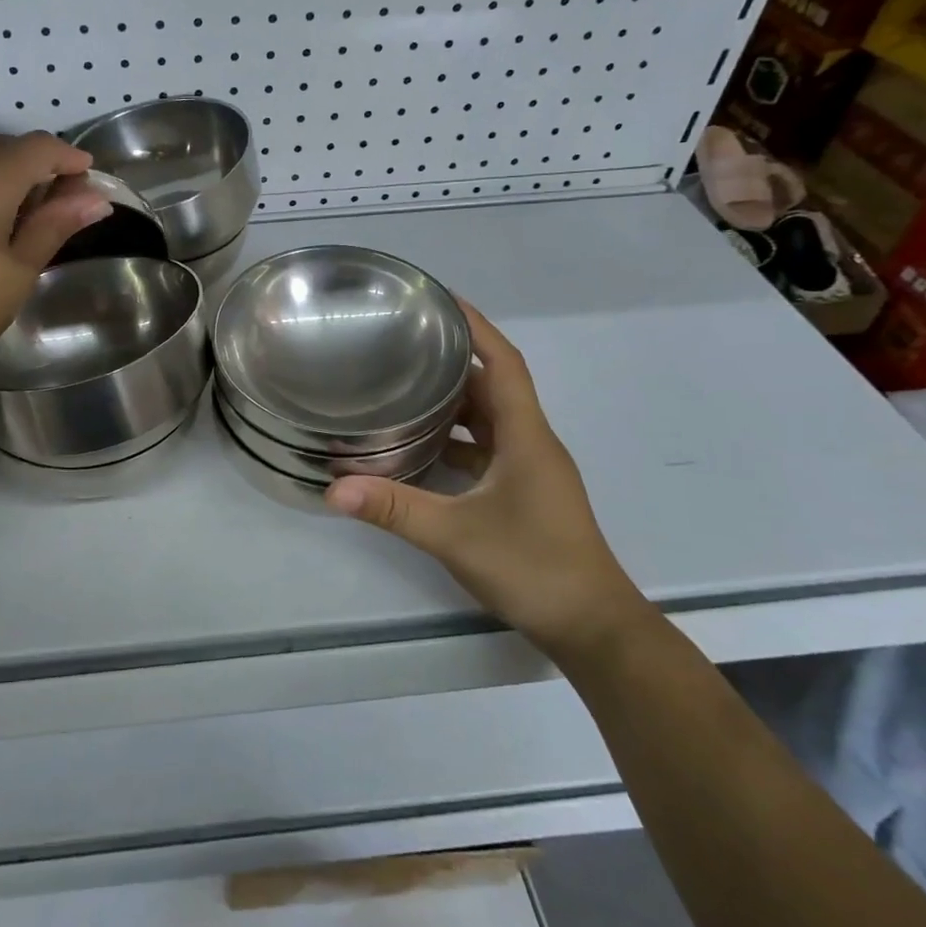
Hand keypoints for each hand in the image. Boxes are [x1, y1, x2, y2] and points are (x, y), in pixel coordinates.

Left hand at [0, 134, 113, 395]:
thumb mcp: (19, 269)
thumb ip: (55, 226)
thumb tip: (96, 199)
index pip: (38, 147)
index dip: (67, 156)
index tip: (88, 176)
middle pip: (3, 147)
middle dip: (37, 165)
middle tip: (60, 201)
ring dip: (4, 176)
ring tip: (22, 214)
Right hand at [325, 301, 651, 658]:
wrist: (591, 626)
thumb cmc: (534, 567)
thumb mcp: (455, 535)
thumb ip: (394, 508)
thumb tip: (334, 488)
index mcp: (526, 436)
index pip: (505, 363)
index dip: (478, 327)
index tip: (442, 300)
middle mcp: (531, 443)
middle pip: (492, 387)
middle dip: (453, 361)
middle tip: (404, 344)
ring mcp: (529, 471)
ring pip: (488, 421)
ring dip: (452, 403)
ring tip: (403, 388)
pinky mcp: (522, 494)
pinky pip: (485, 450)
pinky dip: (455, 441)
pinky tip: (418, 451)